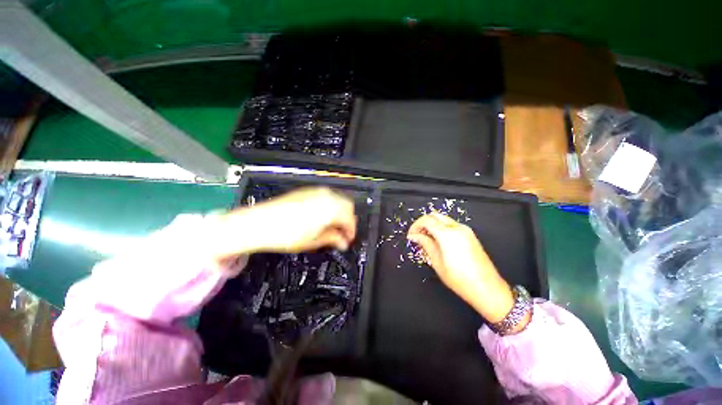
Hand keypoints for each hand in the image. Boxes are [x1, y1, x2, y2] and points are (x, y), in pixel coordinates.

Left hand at [213, 187, 356, 258]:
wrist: (258, 223)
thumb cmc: (285, 234)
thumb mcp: (314, 241)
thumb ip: (333, 239)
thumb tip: (343, 242)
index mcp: (331, 208)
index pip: (350, 219)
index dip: (351, 231)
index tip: (348, 240)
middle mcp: (326, 196)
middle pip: (347, 206)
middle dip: (347, 220)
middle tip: (341, 233)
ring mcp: (316, 191)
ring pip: (337, 199)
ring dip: (339, 212)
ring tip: (331, 226)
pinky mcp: (307, 191)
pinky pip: (326, 196)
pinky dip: (329, 206)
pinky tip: (321, 217)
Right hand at [407, 213, 516, 323]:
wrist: (488, 289)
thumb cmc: (460, 279)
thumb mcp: (437, 262)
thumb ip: (425, 244)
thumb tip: (414, 236)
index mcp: (448, 234)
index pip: (427, 220)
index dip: (415, 225)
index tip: (411, 235)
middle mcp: (458, 228)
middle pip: (435, 215)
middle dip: (423, 223)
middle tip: (417, 235)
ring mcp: (466, 230)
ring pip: (443, 219)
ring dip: (432, 225)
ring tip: (426, 240)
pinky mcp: (470, 235)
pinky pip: (451, 225)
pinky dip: (441, 228)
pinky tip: (438, 241)